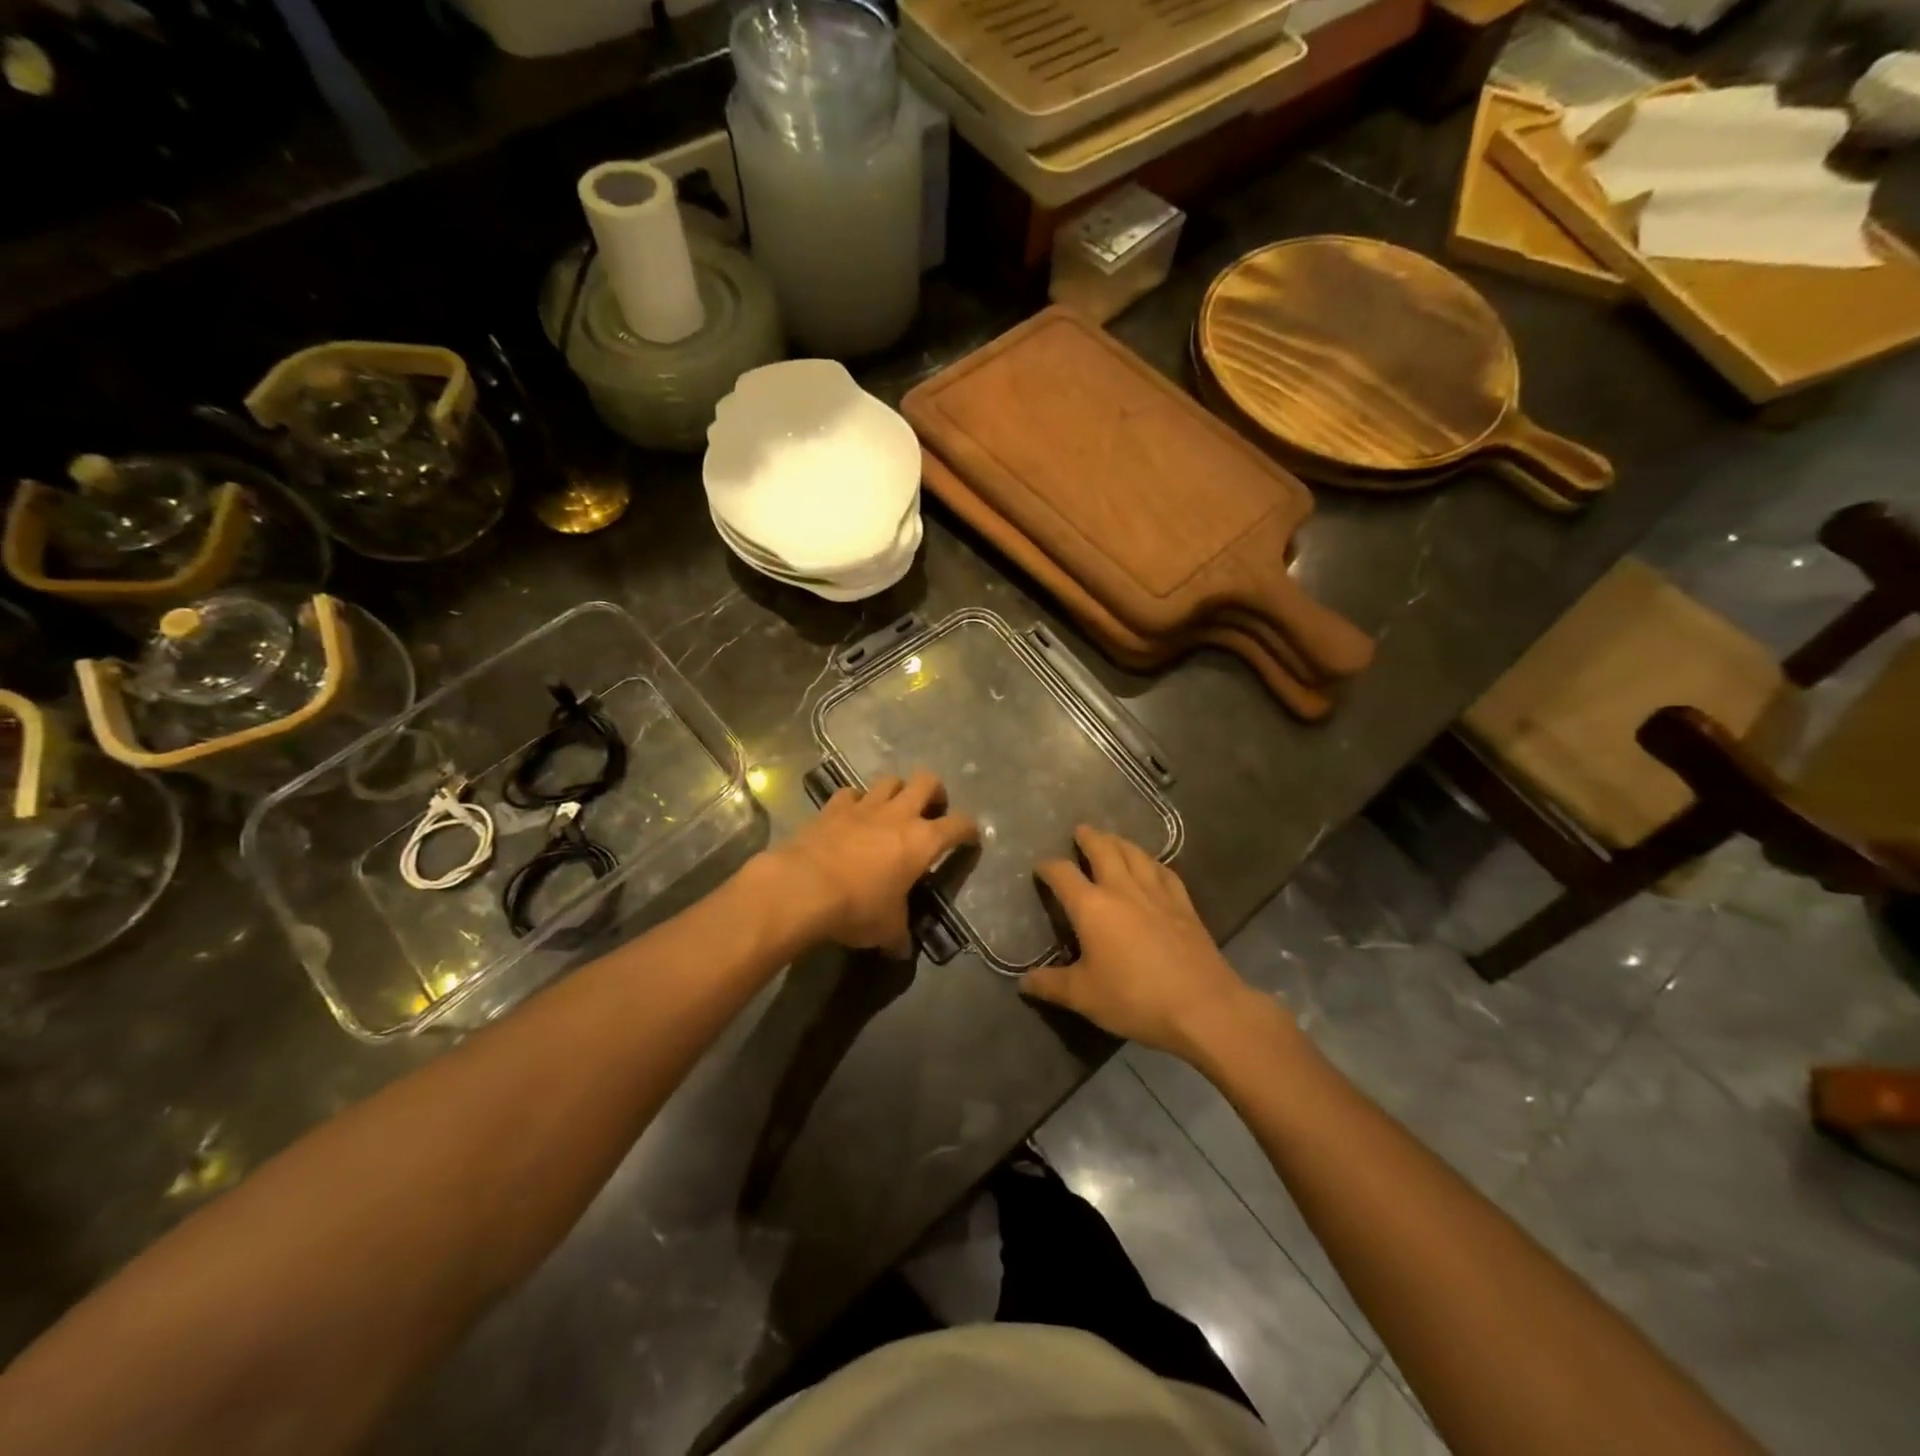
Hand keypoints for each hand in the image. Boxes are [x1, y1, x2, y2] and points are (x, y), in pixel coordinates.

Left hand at [765, 770, 978, 956]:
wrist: (803, 887)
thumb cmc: (857, 907)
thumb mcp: (886, 929)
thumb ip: (899, 935)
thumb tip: (901, 951)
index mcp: (923, 841)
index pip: (959, 824)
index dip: (969, 829)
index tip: (969, 838)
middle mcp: (898, 815)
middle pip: (928, 781)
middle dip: (935, 792)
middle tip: (931, 811)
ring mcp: (864, 806)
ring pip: (890, 780)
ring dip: (897, 792)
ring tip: (892, 810)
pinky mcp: (833, 807)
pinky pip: (851, 794)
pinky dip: (855, 802)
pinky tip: (851, 816)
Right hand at [1021, 827, 1260, 1060]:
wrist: (1202, 1005)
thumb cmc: (1135, 999)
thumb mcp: (1084, 997)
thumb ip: (1051, 985)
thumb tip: (1024, 982)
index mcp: (1092, 907)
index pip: (1063, 874)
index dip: (1048, 867)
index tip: (1041, 867)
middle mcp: (1122, 889)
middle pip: (1103, 850)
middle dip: (1089, 838)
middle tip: (1080, 831)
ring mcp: (1157, 893)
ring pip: (1135, 854)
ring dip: (1120, 842)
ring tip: (1111, 839)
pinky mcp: (1183, 904)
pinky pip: (1164, 871)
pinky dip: (1151, 862)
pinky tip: (1151, 866)